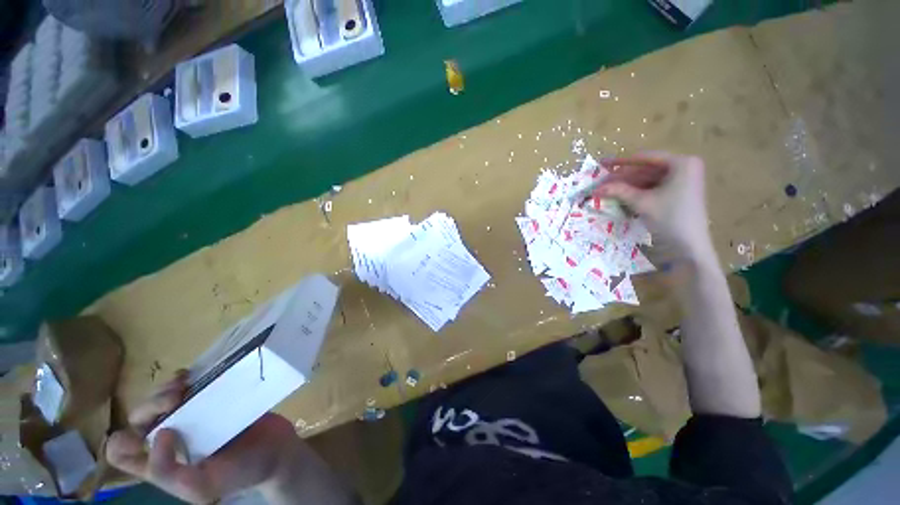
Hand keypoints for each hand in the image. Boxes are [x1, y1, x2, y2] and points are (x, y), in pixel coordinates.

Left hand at [106, 371, 302, 503]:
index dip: (124, 441)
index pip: (121, 452)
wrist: (277, 449)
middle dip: (150, 404)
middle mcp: (168, 439)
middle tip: (176, 399)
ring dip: (165, 388)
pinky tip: (194, 376)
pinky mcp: (210, 399)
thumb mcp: (201, 488)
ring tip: (186, 385)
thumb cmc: (240, 473)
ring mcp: (189, 417)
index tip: (150, 434)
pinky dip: (184, 377)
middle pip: (138, 417)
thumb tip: (160, 432)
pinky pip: (187, 384)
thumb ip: (168, 473)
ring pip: (159, 397)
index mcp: (160, 463)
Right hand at [595, 152, 712, 257]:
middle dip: (623, 177)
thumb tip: (596, 187)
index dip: (621, 163)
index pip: (645, 158)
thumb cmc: (669, 218)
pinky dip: (638, 192)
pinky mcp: (679, 193)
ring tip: (608, 192)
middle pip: (646, 169)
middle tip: (602, 184)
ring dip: (628, 186)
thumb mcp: (641, 202)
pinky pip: (654, 188)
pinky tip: (623, 198)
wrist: (689, 246)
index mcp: (681, 163)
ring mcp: (683, 180)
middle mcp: (684, 167)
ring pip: (648, 179)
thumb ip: (618, 191)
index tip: (602, 165)